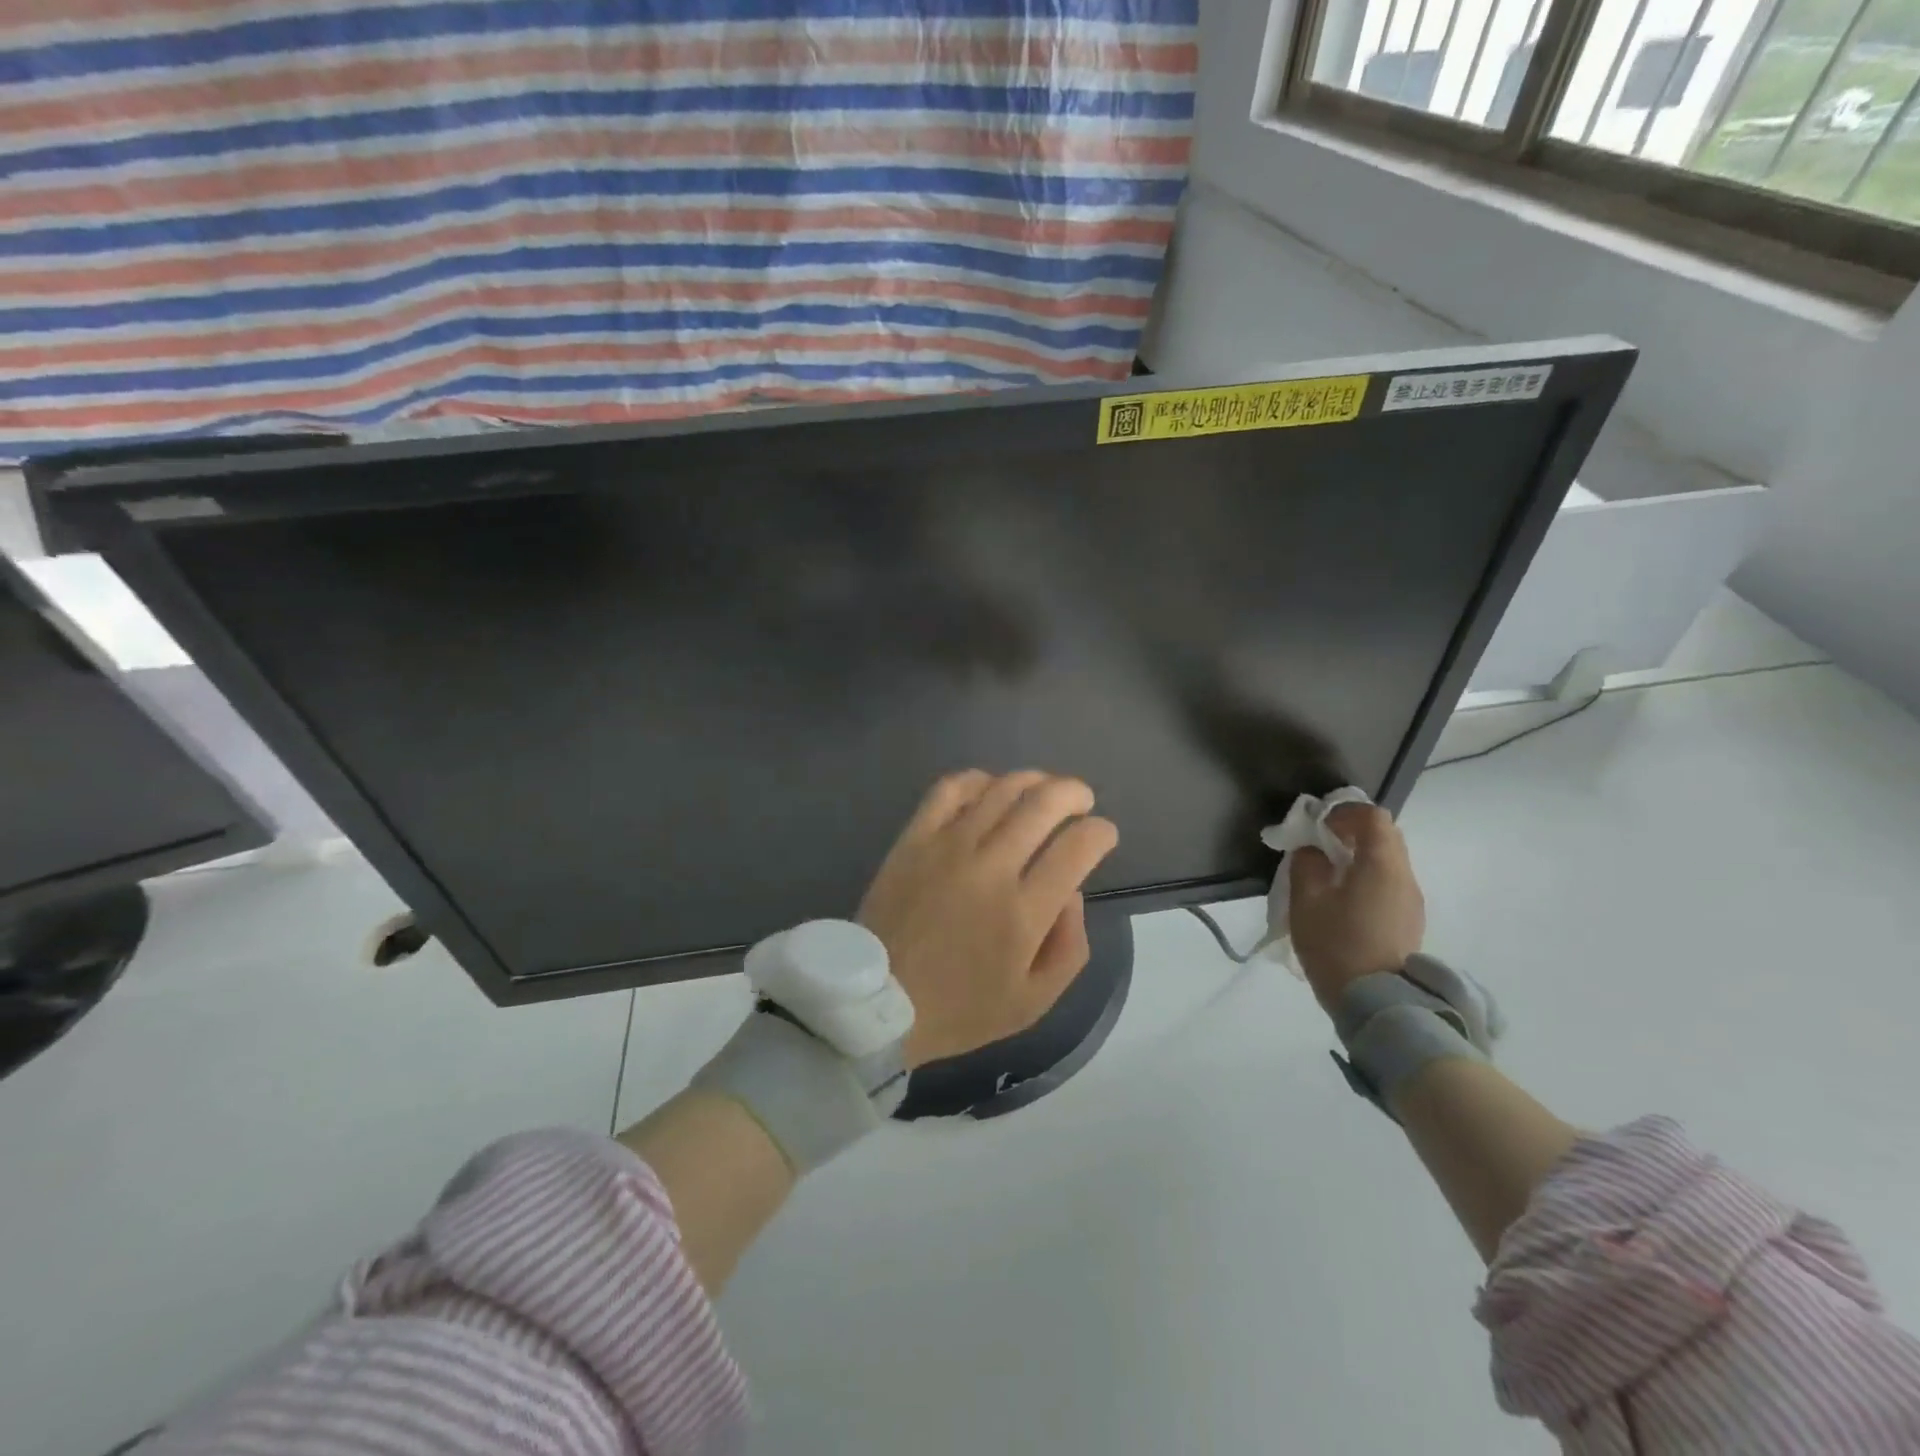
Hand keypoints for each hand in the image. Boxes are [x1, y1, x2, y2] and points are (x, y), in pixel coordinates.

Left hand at [858, 770, 1119, 1067]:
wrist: (878, 1003)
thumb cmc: (961, 1008)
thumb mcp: (1034, 1001)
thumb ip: (1069, 946)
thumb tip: (1072, 891)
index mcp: (1025, 912)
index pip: (1078, 847)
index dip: (1101, 832)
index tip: (1103, 835)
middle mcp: (991, 868)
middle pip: (1044, 803)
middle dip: (1074, 794)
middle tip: (1081, 801)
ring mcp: (949, 847)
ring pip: (1002, 789)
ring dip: (1034, 781)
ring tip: (1043, 789)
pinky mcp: (915, 838)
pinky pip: (950, 789)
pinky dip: (978, 779)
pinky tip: (989, 789)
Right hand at [1288, 804, 1424, 1013]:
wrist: (1375, 1003)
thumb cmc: (1336, 945)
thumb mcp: (1306, 901)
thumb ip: (1307, 865)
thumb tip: (1313, 851)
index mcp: (1381, 866)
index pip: (1374, 817)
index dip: (1345, 813)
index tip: (1318, 825)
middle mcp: (1405, 877)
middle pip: (1386, 836)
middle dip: (1353, 832)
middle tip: (1321, 845)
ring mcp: (1412, 901)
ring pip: (1390, 861)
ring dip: (1361, 856)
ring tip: (1330, 874)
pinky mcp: (1410, 921)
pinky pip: (1391, 884)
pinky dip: (1369, 877)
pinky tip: (1345, 900)